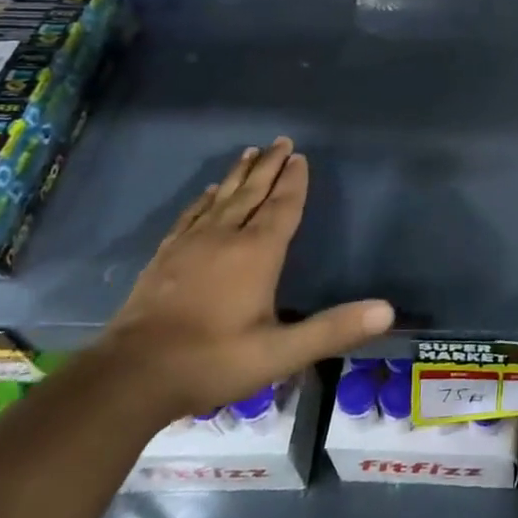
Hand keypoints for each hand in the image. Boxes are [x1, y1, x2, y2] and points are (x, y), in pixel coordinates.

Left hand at [92, 138, 392, 419]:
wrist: (130, 377)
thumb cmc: (213, 361)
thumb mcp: (280, 353)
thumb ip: (333, 329)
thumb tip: (387, 310)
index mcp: (256, 253)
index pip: (281, 207)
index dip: (293, 182)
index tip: (300, 156)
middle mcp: (224, 238)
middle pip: (252, 192)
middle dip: (269, 166)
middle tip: (281, 141)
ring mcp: (190, 245)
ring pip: (221, 199)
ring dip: (238, 175)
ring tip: (250, 153)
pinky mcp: (165, 258)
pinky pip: (191, 216)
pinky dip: (204, 200)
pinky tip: (206, 194)